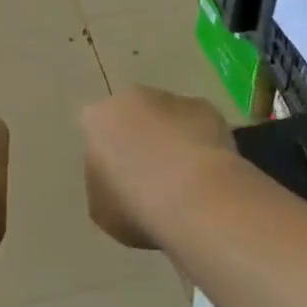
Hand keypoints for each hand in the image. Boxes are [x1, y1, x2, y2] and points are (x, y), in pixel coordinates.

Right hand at [81, 86, 233, 250]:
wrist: (195, 198)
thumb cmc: (136, 205)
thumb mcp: (101, 208)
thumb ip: (104, 184)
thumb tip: (117, 179)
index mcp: (98, 119)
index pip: (95, 128)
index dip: (108, 154)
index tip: (119, 179)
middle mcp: (131, 98)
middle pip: (132, 115)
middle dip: (139, 138)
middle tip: (152, 177)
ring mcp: (172, 100)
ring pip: (167, 116)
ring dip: (172, 138)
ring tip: (186, 181)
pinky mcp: (207, 109)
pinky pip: (199, 125)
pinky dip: (203, 143)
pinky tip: (210, 174)